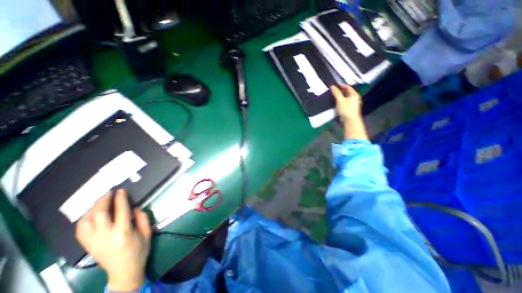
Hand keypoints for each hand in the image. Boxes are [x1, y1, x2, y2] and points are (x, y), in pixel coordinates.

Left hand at [75, 190, 151, 291]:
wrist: (123, 273)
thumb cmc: (138, 252)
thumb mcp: (146, 234)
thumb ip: (142, 219)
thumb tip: (134, 207)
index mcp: (122, 233)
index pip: (120, 210)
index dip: (120, 198)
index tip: (121, 190)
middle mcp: (105, 235)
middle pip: (99, 213)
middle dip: (103, 200)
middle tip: (108, 192)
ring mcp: (93, 241)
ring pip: (86, 219)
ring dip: (92, 208)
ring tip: (99, 202)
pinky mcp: (87, 245)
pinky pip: (80, 229)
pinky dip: (83, 218)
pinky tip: (89, 215)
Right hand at [330, 84, 361, 122]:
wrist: (350, 121)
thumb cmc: (346, 109)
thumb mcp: (340, 100)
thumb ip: (336, 93)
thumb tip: (332, 86)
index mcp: (354, 95)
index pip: (349, 88)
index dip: (343, 86)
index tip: (337, 85)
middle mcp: (356, 98)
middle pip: (348, 93)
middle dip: (342, 91)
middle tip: (335, 91)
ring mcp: (354, 104)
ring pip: (347, 98)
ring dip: (342, 97)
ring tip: (335, 97)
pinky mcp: (352, 109)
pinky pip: (347, 102)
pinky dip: (342, 101)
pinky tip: (338, 103)